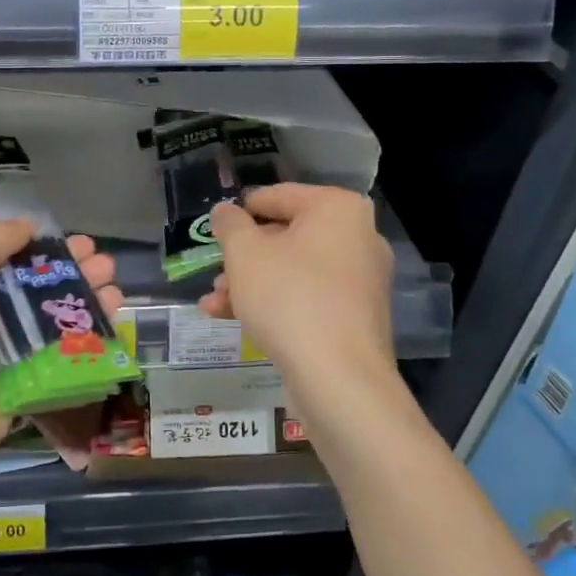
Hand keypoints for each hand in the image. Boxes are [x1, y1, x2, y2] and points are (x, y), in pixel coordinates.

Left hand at [0, 221, 124, 483]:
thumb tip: (27, 224)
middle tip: (103, 261)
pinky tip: (112, 316)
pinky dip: (85, 336)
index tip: (66, 239)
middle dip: (68, 269)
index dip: (33, 245)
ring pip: (47, 319)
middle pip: (28, 285)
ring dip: (83, 298)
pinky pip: (57, 355)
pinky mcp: (19, 384)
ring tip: (114, 282)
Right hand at [201, 183, 394, 416]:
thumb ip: (230, 225)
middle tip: (214, 274)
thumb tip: (225, 211)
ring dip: (251, 283)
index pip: (277, 196)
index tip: (215, 230)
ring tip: (214, 304)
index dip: (241, 212)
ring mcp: (360, 279)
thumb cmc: (289, 298)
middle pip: (286, 236)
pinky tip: (236, 320)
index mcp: (337, 209)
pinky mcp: (356, 316)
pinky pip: (308, 297)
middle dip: (242, 257)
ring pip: (293, 270)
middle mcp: (357, 237)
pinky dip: (275, 302)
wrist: (339, 378)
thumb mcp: (245, 254)